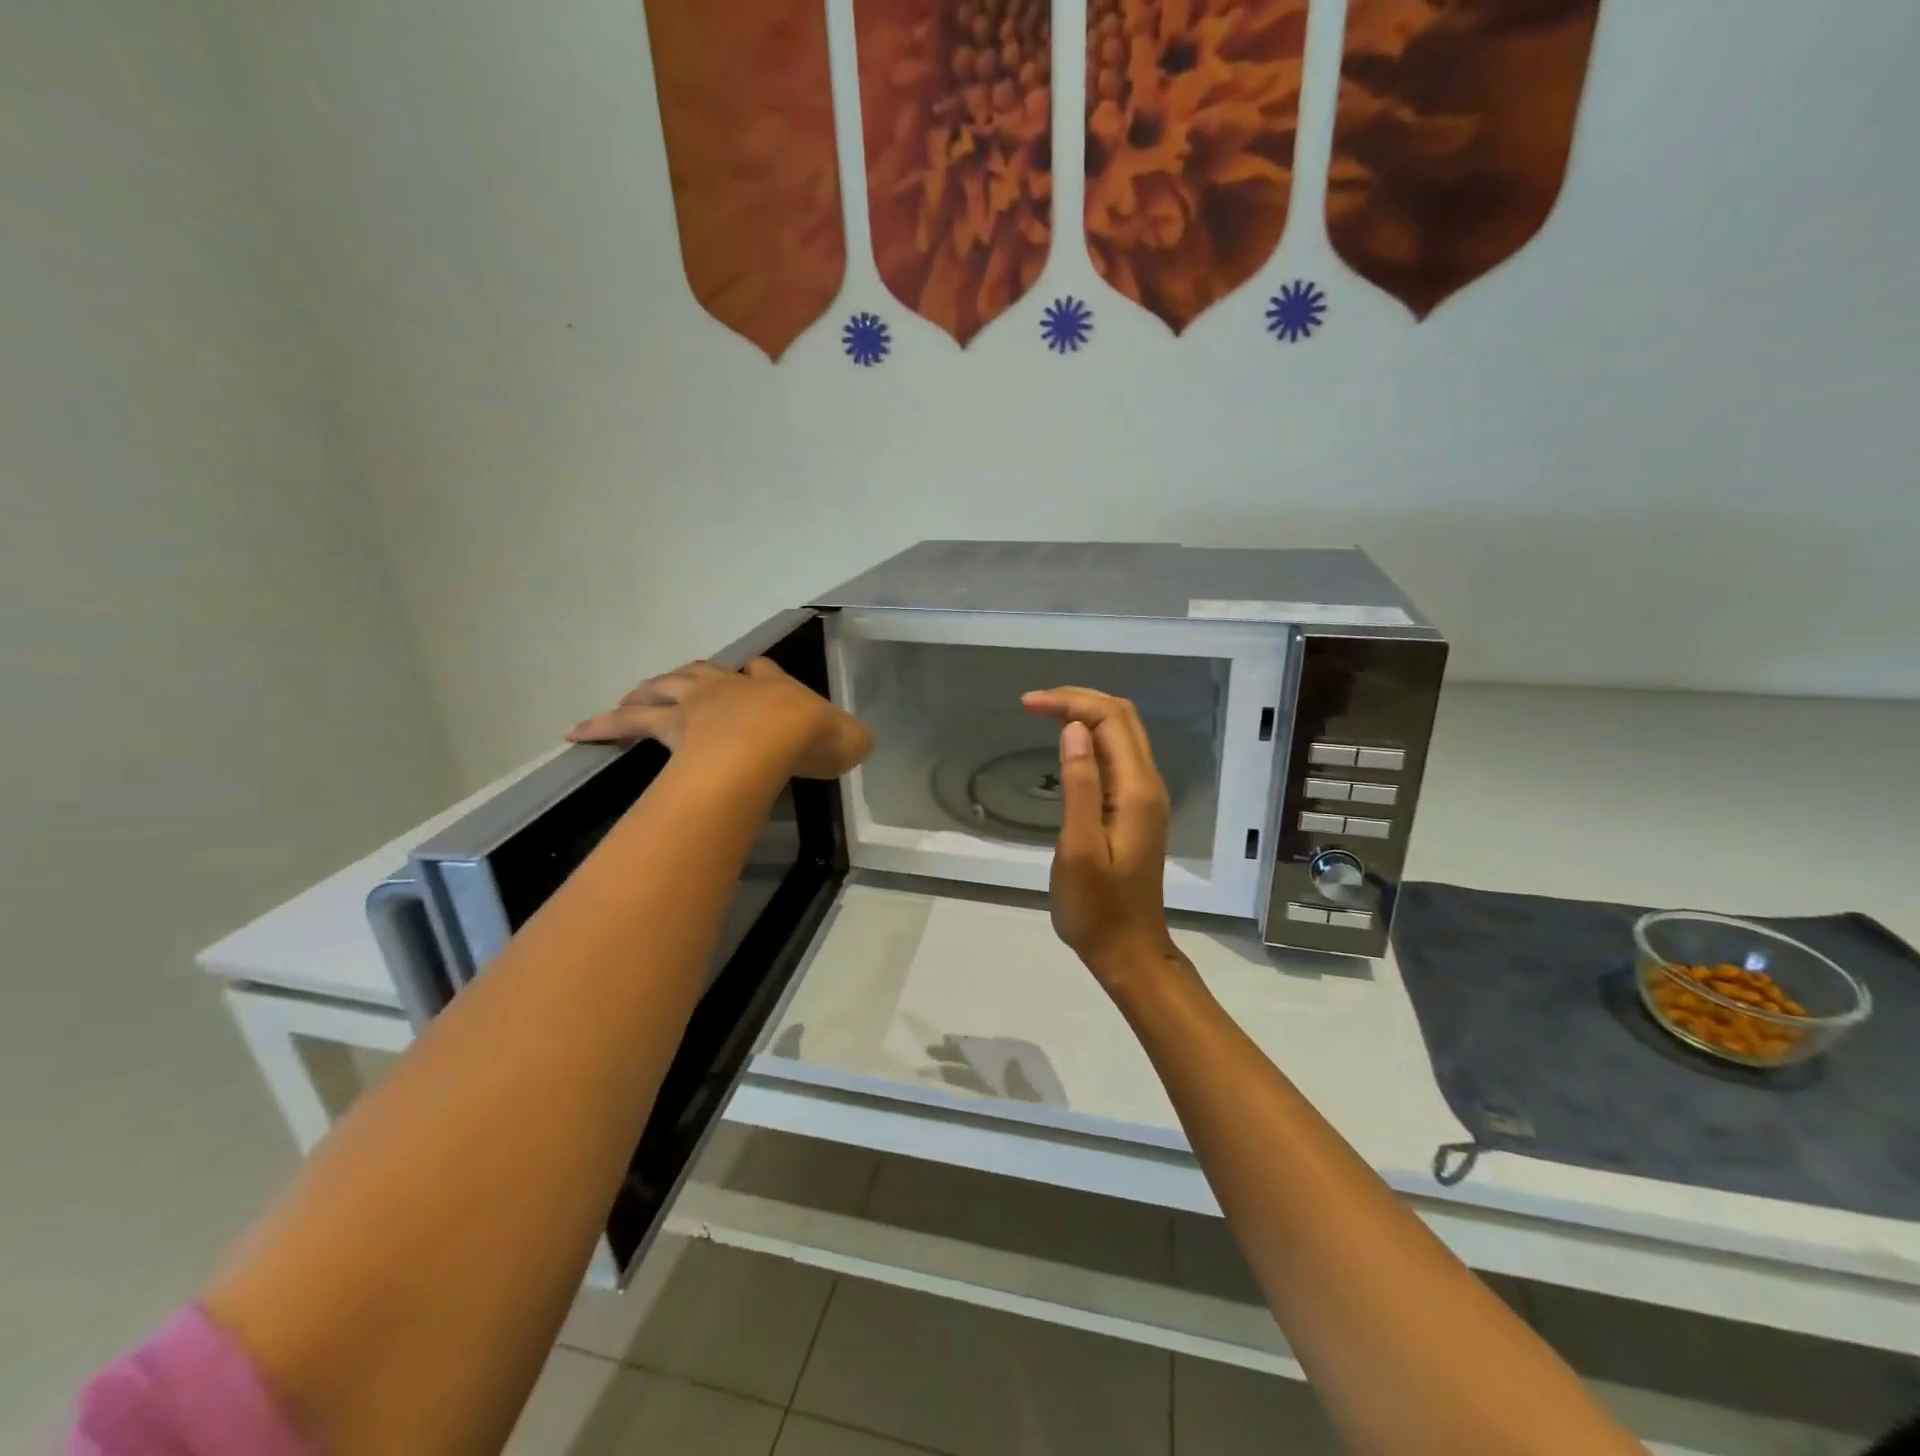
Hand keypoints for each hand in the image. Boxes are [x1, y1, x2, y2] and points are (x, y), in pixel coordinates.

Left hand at [569, 659, 871, 779]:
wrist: (773, 738)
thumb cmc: (811, 739)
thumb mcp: (849, 739)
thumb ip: (851, 737)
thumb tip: (856, 740)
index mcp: (775, 689)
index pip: (764, 672)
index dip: (760, 675)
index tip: (754, 676)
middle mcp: (732, 689)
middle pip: (703, 673)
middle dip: (692, 678)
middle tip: (676, 687)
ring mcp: (698, 704)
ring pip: (664, 688)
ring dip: (646, 691)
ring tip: (628, 698)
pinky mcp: (670, 726)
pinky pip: (629, 723)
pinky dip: (604, 725)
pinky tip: (579, 733)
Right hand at [1022, 687, 1180, 982]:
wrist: (1128, 950)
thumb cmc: (1096, 907)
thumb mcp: (1078, 848)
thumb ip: (1079, 785)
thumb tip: (1074, 729)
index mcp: (1136, 790)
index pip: (1110, 719)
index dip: (1070, 702)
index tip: (1027, 705)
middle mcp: (1148, 785)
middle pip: (1122, 718)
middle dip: (1079, 699)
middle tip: (1033, 703)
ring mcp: (1145, 797)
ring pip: (1122, 734)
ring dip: (1086, 715)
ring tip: (1044, 714)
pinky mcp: (1136, 809)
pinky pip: (1117, 756)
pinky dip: (1091, 738)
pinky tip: (1066, 745)